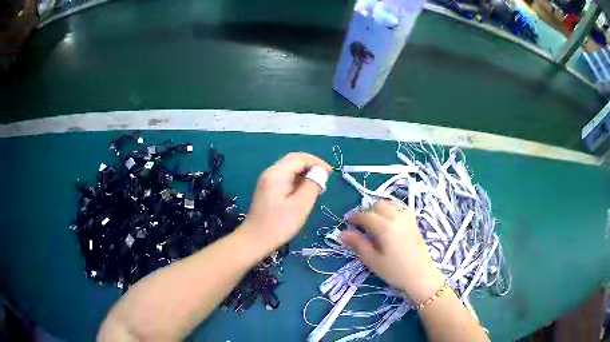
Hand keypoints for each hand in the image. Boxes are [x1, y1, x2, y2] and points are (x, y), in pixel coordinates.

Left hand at [242, 153, 330, 252]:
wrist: (254, 240)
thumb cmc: (279, 224)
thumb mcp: (301, 205)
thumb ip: (312, 185)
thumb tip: (320, 172)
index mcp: (277, 173)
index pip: (299, 158)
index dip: (317, 162)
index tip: (331, 173)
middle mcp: (271, 173)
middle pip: (293, 161)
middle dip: (311, 166)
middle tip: (325, 179)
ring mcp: (267, 182)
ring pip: (289, 170)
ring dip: (305, 174)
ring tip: (318, 187)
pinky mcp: (267, 191)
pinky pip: (285, 179)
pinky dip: (297, 181)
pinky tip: (304, 193)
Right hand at [340, 200, 444, 302]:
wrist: (421, 277)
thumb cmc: (395, 272)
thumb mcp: (373, 260)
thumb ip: (358, 244)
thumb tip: (342, 233)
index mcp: (385, 227)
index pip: (365, 216)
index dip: (354, 217)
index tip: (347, 222)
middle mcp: (397, 217)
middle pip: (378, 205)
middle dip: (367, 212)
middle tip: (360, 225)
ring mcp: (408, 218)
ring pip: (390, 204)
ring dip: (379, 209)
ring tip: (373, 223)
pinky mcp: (414, 222)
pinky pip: (399, 208)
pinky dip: (390, 210)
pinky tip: (388, 223)